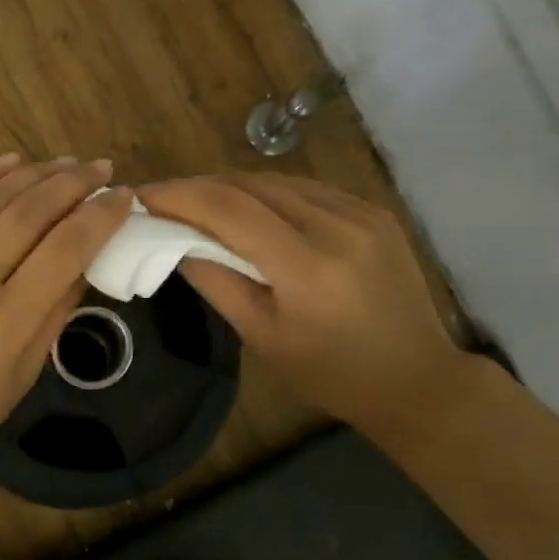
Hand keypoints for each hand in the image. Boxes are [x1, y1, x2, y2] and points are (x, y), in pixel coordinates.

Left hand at [0, 155, 132, 486]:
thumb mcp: (25, 371)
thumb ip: (58, 308)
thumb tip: (87, 257)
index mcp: (3, 323)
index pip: (65, 249)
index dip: (100, 217)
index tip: (122, 197)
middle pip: (28, 213)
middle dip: (71, 184)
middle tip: (99, 168)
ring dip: (32, 174)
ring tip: (63, 164)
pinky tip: (11, 162)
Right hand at [137, 173, 476, 446]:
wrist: (416, 378)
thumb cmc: (330, 373)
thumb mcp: (263, 337)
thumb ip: (217, 283)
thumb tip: (176, 242)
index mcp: (307, 265)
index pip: (228, 208)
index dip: (179, 196)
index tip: (142, 197)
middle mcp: (336, 224)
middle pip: (250, 184)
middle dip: (199, 187)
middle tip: (163, 201)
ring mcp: (361, 212)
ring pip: (278, 181)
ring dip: (233, 188)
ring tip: (200, 204)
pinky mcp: (374, 211)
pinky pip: (307, 189)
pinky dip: (270, 193)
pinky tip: (252, 210)